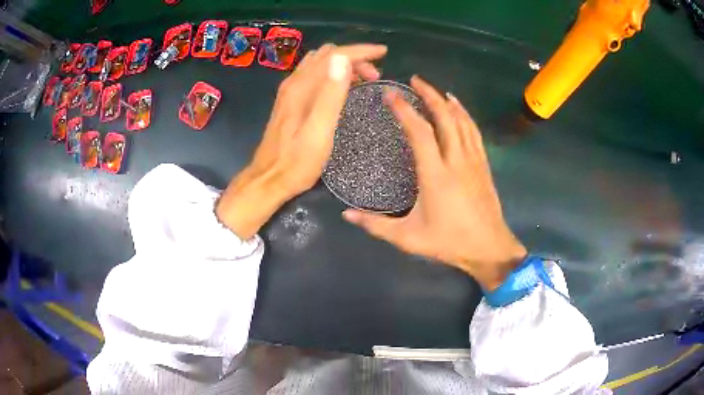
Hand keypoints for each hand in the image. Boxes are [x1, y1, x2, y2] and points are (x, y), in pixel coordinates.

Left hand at [216, 43, 387, 238]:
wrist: (268, 179)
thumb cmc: (297, 162)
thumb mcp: (319, 131)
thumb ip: (331, 94)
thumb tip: (343, 59)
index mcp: (303, 87)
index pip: (335, 55)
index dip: (361, 51)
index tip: (384, 53)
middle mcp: (294, 83)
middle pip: (327, 55)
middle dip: (354, 58)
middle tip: (374, 76)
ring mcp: (290, 91)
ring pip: (319, 63)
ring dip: (342, 64)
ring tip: (362, 80)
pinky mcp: (289, 101)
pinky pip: (314, 75)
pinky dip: (331, 73)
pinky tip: (340, 88)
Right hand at [343, 76, 526, 290]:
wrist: (488, 248)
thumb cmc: (449, 242)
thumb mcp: (408, 238)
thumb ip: (375, 225)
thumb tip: (346, 215)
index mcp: (436, 175)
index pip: (419, 132)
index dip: (404, 110)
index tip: (390, 95)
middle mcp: (456, 160)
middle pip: (444, 117)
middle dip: (429, 95)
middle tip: (414, 80)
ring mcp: (473, 161)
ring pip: (461, 121)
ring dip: (446, 101)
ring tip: (433, 89)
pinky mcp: (483, 165)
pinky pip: (474, 132)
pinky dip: (465, 114)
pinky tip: (459, 107)